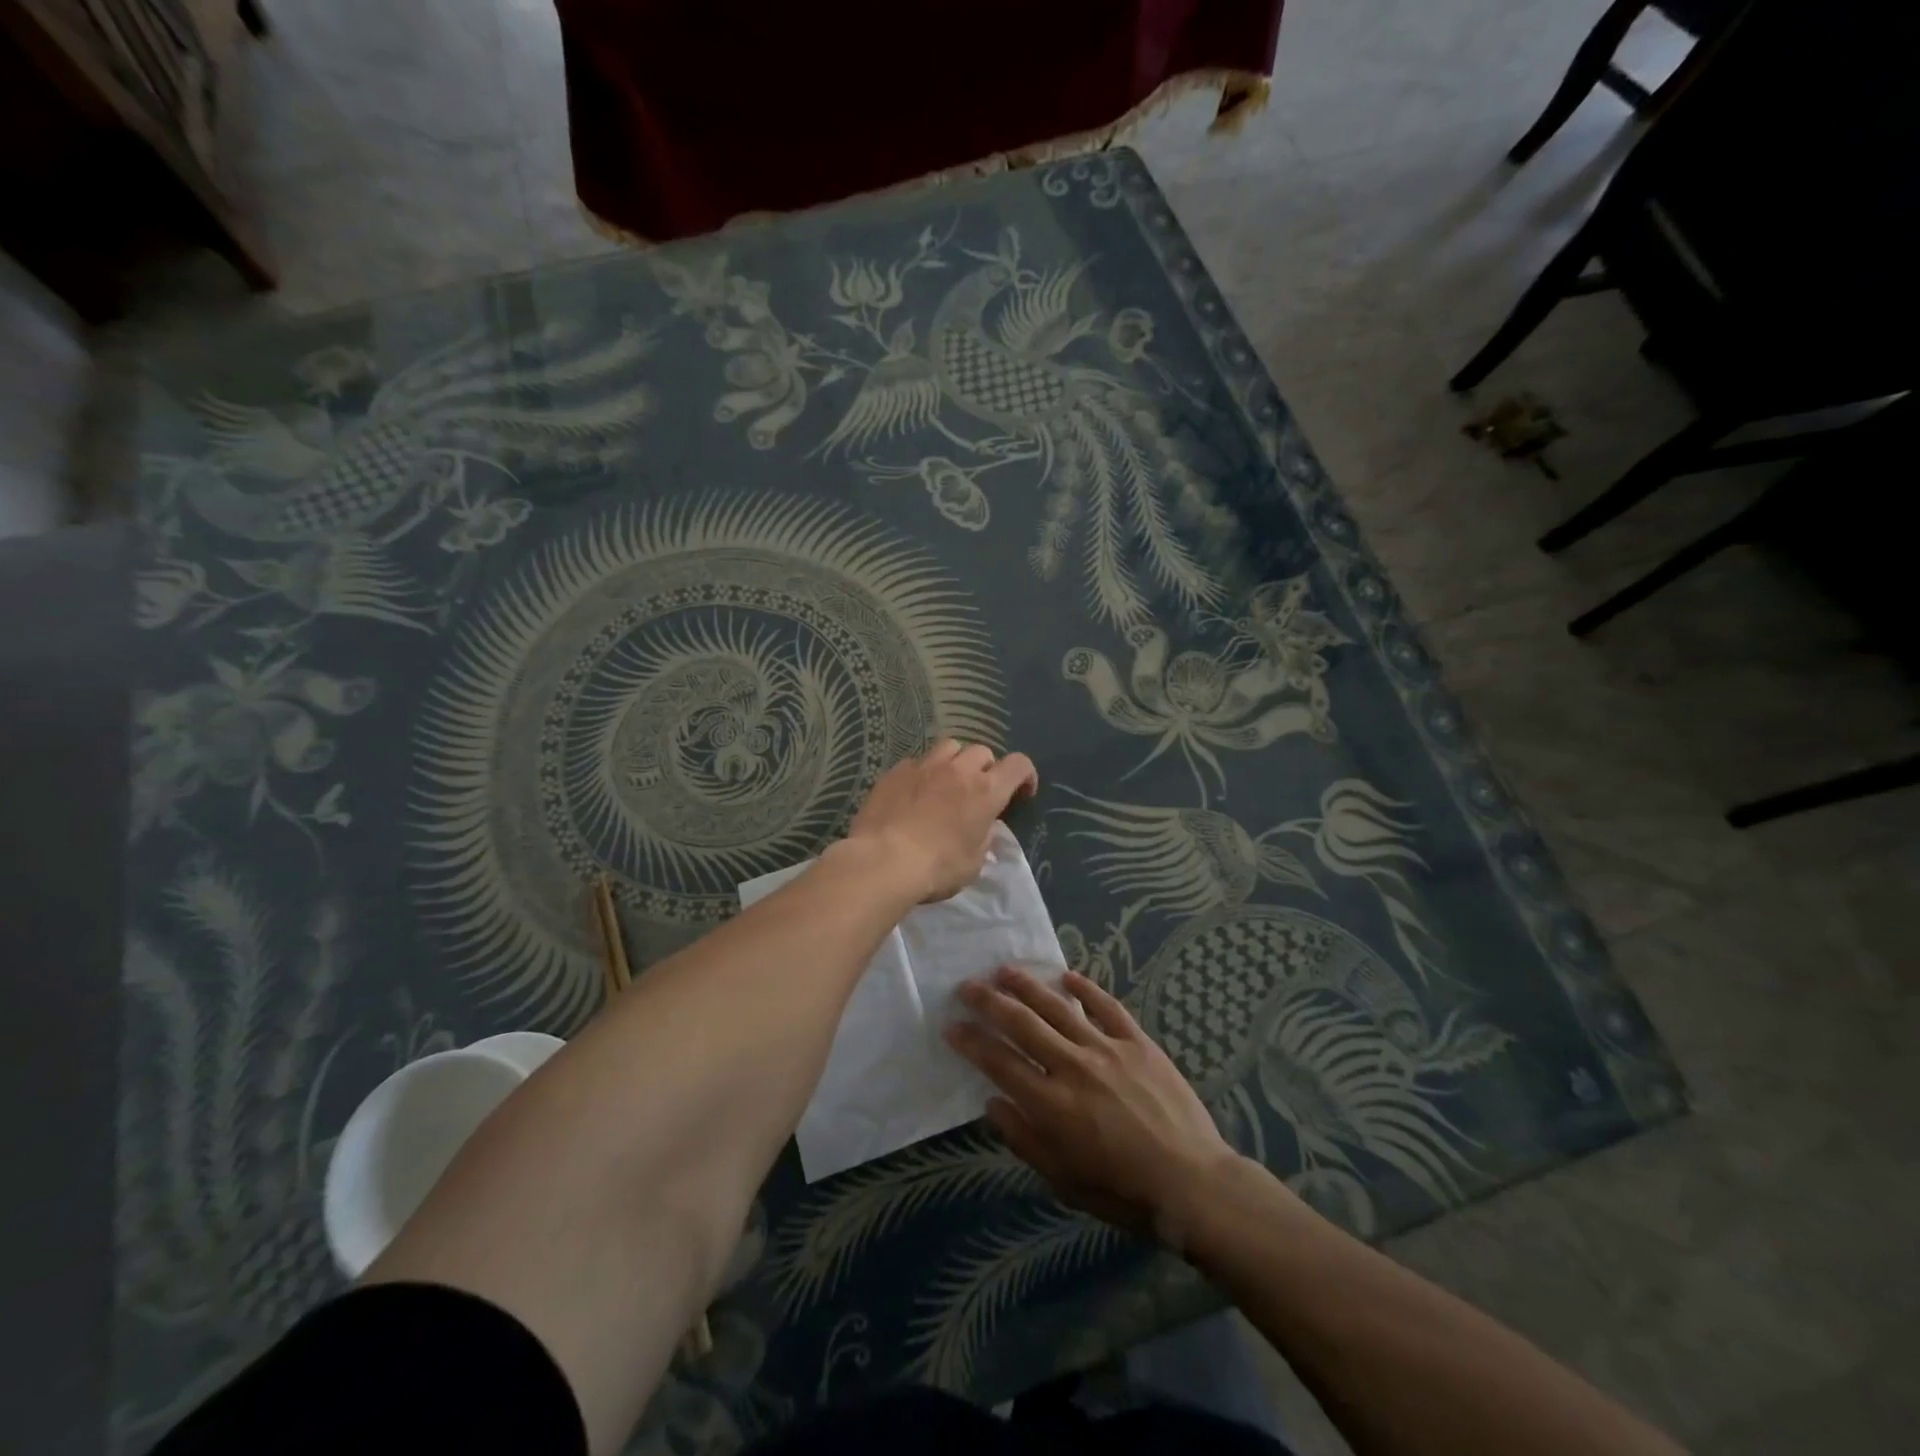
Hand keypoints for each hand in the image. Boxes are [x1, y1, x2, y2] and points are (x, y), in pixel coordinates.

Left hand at [845, 740, 1038, 902]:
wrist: (884, 860)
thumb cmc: (938, 867)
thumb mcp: (974, 862)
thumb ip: (983, 837)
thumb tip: (982, 826)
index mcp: (986, 791)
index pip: (1018, 765)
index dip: (1025, 775)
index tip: (1021, 794)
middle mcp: (958, 770)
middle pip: (982, 751)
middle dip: (986, 768)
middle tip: (978, 791)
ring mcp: (924, 766)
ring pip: (949, 746)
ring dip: (955, 761)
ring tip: (947, 782)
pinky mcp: (895, 772)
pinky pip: (916, 762)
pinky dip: (922, 773)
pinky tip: (914, 792)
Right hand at [947, 966, 1241, 1245]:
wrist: (1192, 1184)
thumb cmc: (1123, 1191)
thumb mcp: (1063, 1180)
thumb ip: (1024, 1139)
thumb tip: (992, 1103)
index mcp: (1051, 1104)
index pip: (999, 1062)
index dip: (971, 1041)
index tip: (951, 1025)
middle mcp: (1073, 1066)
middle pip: (1022, 1024)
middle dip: (989, 1002)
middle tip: (967, 986)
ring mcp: (1107, 1049)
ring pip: (1059, 1007)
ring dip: (1028, 986)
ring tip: (1005, 970)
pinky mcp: (1138, 1042)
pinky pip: (1107, 1007)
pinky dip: (1086, 989)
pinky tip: (1068, 976)